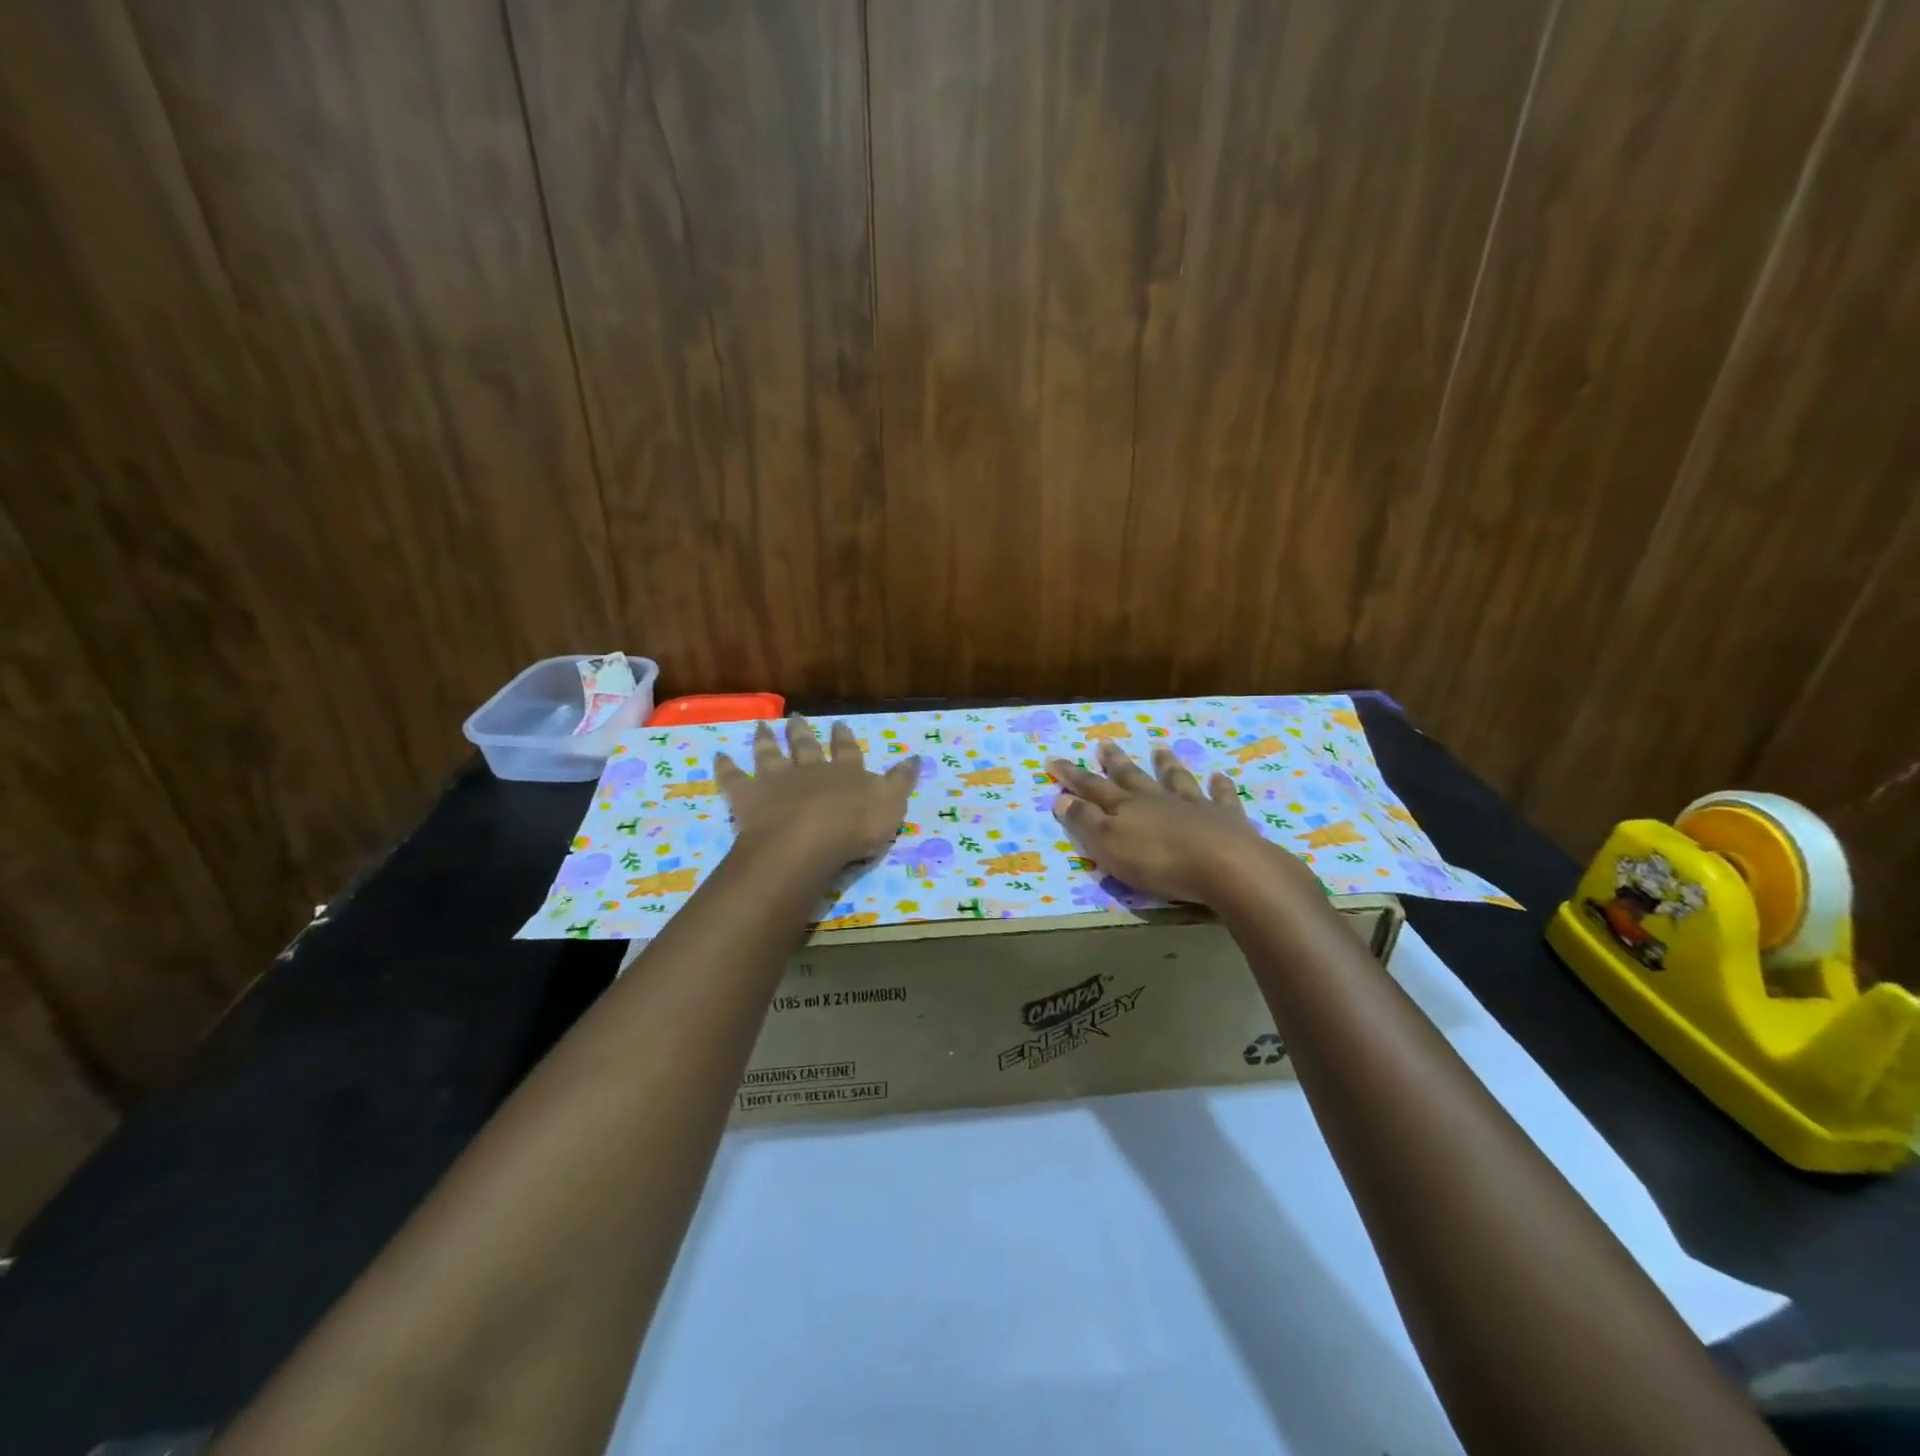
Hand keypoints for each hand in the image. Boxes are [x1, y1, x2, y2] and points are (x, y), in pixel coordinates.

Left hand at [715, 716, 918, 868]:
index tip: (840, 724)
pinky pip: (733, 779)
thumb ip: (901, 781)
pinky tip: (717, 755)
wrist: (808, 840)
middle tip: (796, 716)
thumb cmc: (854, 826)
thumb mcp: (891, 804)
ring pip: (771, 755)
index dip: (843, 738)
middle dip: (802, 732)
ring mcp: (777, 781)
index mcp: (845, 773)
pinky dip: (725, 767)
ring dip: (766, 740)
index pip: (847, 751)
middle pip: (805, 747)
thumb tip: (914, 757)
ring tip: (761, 724)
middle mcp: (810, 770)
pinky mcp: (749, 797)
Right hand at [1050, 741, 1318, 906]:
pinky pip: (1222, 797)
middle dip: (1115, 762)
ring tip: (1160, 749)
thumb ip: (1086, 822)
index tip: (1053, 759)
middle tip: (1104, 743)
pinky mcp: (1226, 819)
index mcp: (1126, 807)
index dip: (1071, 776)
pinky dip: (1220, 786)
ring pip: (1176, 779)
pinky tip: (1220, 776)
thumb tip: (1062, 798)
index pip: (1092, 787)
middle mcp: (1157, 799)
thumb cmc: (1158, 860)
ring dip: (1166, 765)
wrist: (1225, 865)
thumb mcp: (1110, 845)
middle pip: (1132, 777)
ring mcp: (1194, 805)